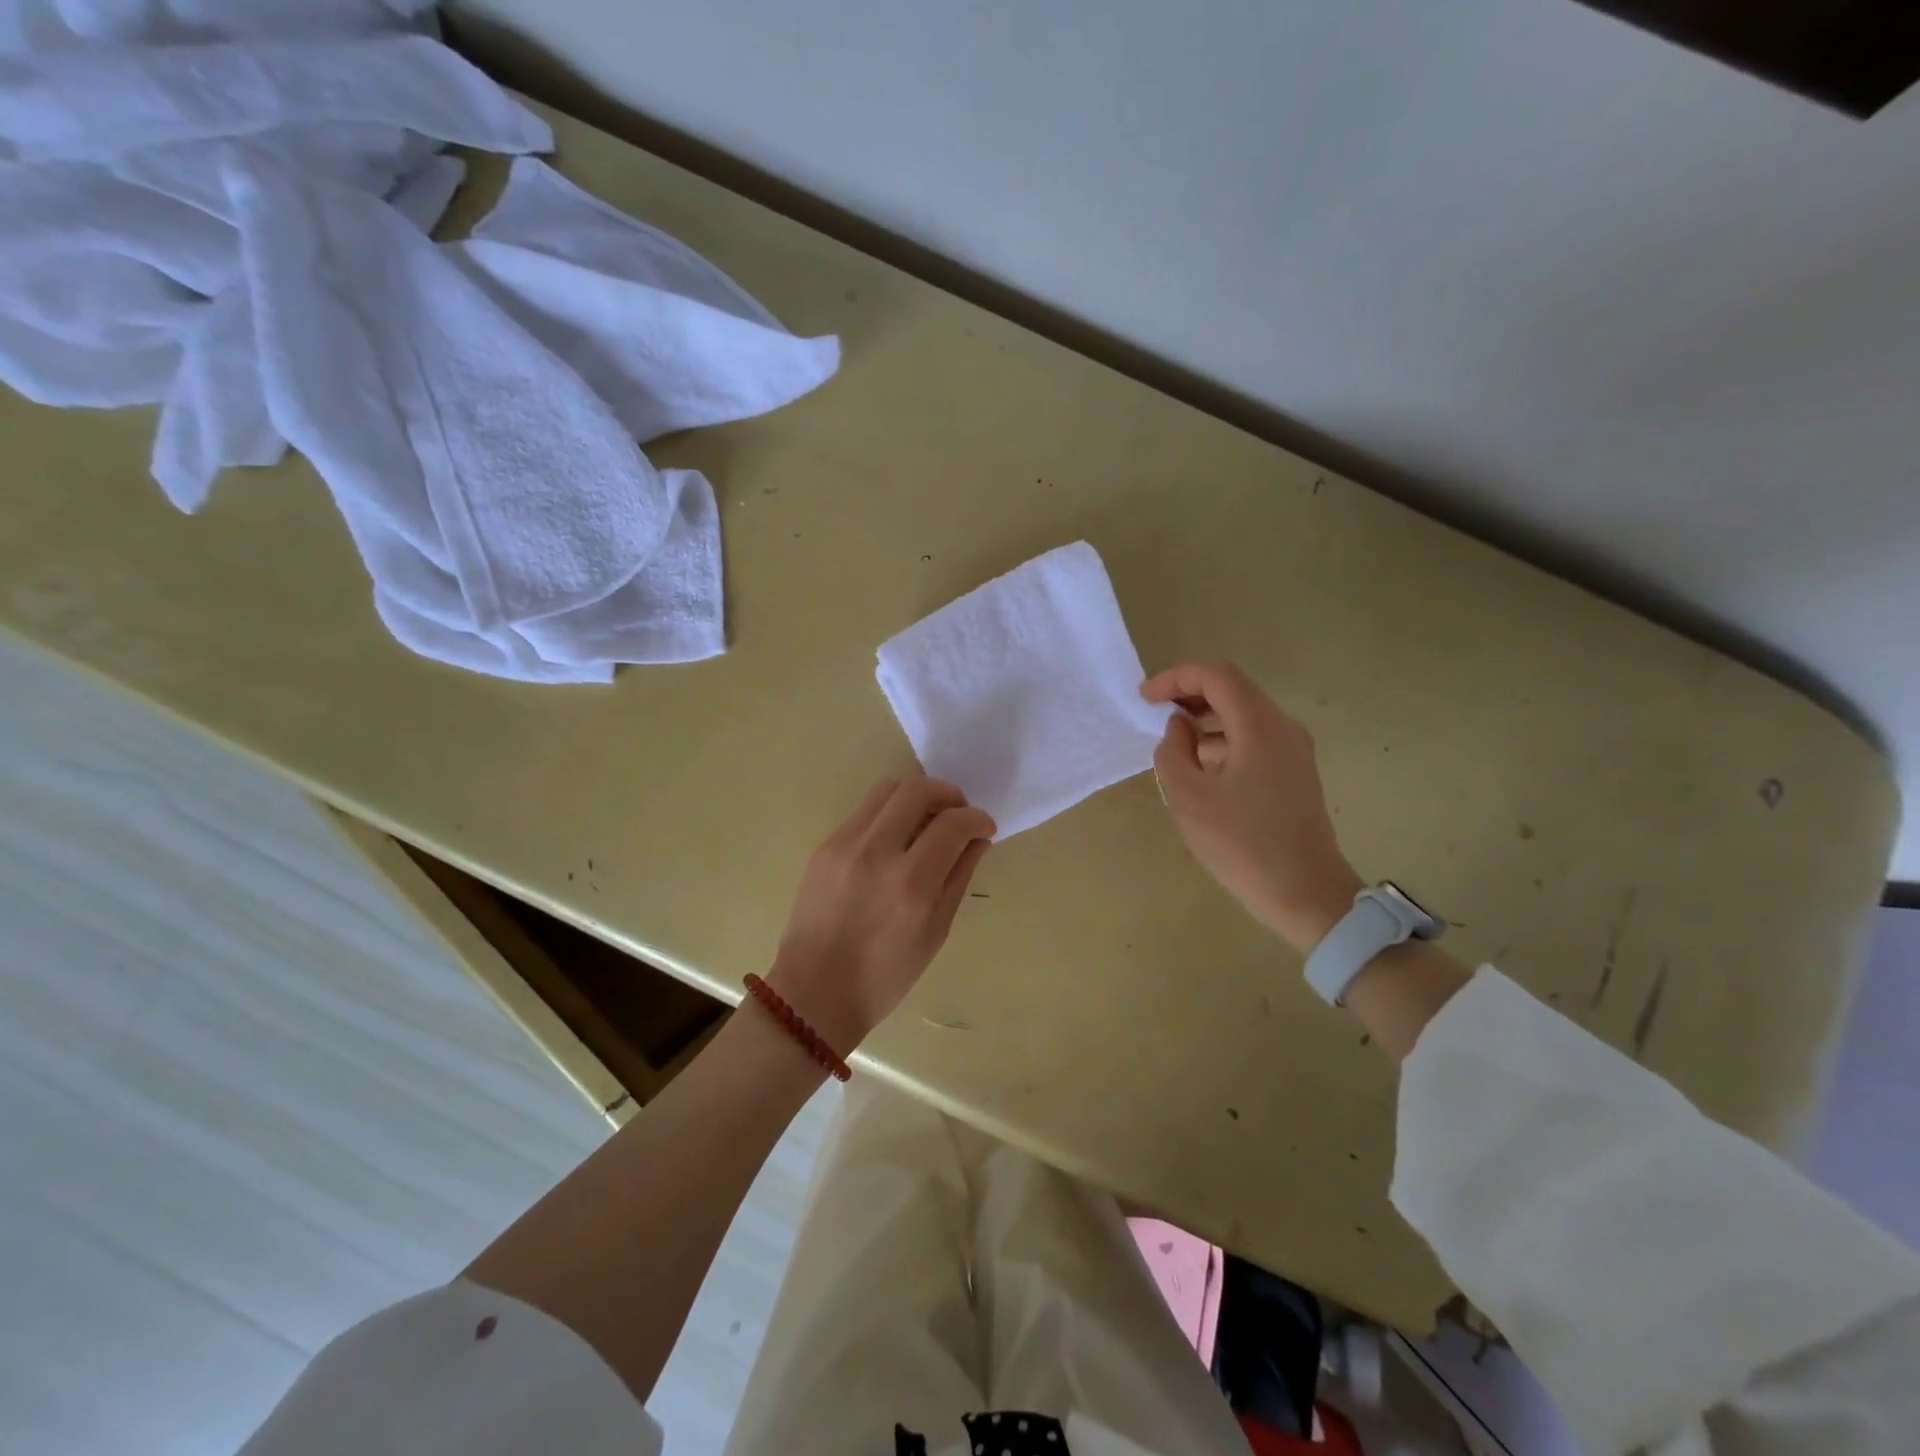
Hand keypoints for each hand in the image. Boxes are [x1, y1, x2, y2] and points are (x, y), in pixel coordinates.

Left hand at [767, 776, 994, 1052]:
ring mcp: (845, 845)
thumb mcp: (936, 931)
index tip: (984, 828)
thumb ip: (959, 876)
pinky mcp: (824, 846)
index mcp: (912, 883)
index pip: (954, 824)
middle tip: (958, 814)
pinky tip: (896, 836)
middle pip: (918, 790)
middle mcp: (877, 853)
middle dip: (949, 793)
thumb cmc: (885, 975)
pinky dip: (889, 812)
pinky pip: (864, 812)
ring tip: (928, 817)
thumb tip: (977, 839)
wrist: (814, 993)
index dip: (977, 818)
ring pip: (887, 790)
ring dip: (916, 795)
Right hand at [1142, 662, 1363, 952]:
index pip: (1216, 677)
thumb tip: (1179, 728)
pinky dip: (1224, 740)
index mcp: (1260, 727)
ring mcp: (1294, 751)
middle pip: (1233, 690)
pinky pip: (1255, 739)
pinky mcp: (1295, 773)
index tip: (1145, 698)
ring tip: (1173, 745)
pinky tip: (1202, 769)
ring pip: (1244, 715)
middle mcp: (1283, 728)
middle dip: (1190, 695)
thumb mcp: (1188, 798)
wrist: (1305, 893)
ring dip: (1206, 720)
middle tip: (1155, 714)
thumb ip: (1173, 751)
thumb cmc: (1242, 844)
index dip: (1176, 679)